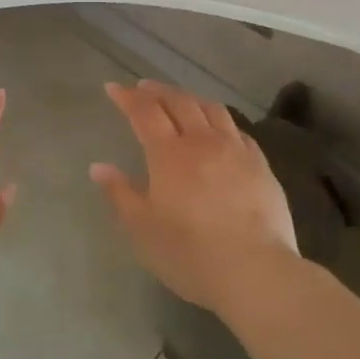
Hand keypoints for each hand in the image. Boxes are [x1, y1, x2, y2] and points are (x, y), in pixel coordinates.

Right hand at [91, 80, 300, 317]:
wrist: (255, 271)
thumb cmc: (189, 253)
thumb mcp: (142, 229)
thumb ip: (120, 193)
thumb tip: (99, 167)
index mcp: (169, 154)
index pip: (145, 113)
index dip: (127, 97)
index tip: (113, 88)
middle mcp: (203, 142)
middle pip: (179, 102)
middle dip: (158, 91)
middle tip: (143, 87)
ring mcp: (236, 151)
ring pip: (212, 110)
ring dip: (190, 98)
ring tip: (179, 99)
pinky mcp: (261, 166)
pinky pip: (238, 130)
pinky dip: (220, 120)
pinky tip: (218, 129)